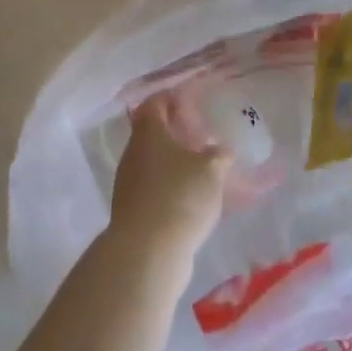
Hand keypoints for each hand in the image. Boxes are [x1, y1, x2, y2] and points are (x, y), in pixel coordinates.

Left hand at [108, 95, 231, 267]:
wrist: (147, 252)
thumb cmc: (180, 196)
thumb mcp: (211, 170)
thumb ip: (219, 154)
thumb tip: (221, 150)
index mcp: (149, 132)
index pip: (156, 102)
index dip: (173, 98)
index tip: (193, 101)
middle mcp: (134, 152)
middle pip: (153, 132)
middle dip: (177, 132)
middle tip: (202, 136)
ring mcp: (130, 182)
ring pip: (155, 162)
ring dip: (176, 162)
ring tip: (203, 169)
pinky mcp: (133, 210)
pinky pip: (156, 188)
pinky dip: (172, 187)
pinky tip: (193, 198)